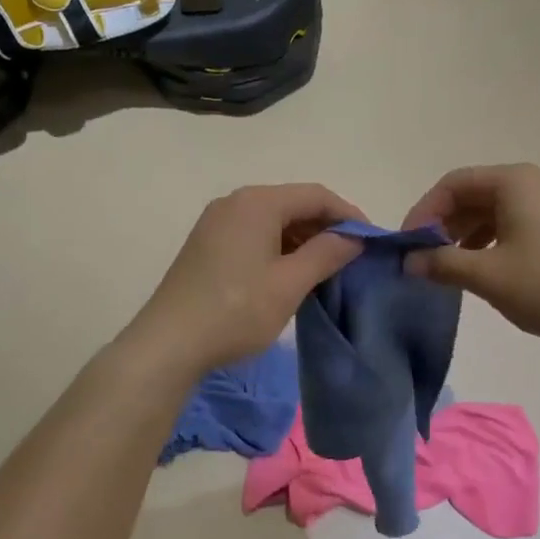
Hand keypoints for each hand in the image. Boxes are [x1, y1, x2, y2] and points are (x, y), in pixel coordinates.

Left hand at [130, 183, 365, 373]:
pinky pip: (254, 234)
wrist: (168, 343)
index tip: (371, 241)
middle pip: (293, 203)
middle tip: (351, 259)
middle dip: (326, 228)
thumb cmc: (236, 311)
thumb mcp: (289, 284)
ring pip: (273, 220)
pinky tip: (290, 275)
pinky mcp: (207, 244)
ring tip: (325, 270)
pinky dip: (278, 248)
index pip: (316, 195)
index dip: (348, 214)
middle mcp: (235, 202)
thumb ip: (327, 253)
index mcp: (257, 202)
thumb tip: (354, 237)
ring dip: (302, 239)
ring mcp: (217, 222)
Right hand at [400, 164, 539, 347]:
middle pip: (474, 194)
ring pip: (495, 211)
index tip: (407, 245)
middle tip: (426, 257)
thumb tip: (409, 261)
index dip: (423, 211)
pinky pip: (517, 223)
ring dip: (466, 234)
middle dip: (444, 224)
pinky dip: (492, 241)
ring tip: (452, 266)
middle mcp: (535, 184)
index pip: (453, 184)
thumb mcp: (487, 276)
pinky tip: (487, 268)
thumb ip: (441, 264)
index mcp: (514, 182)